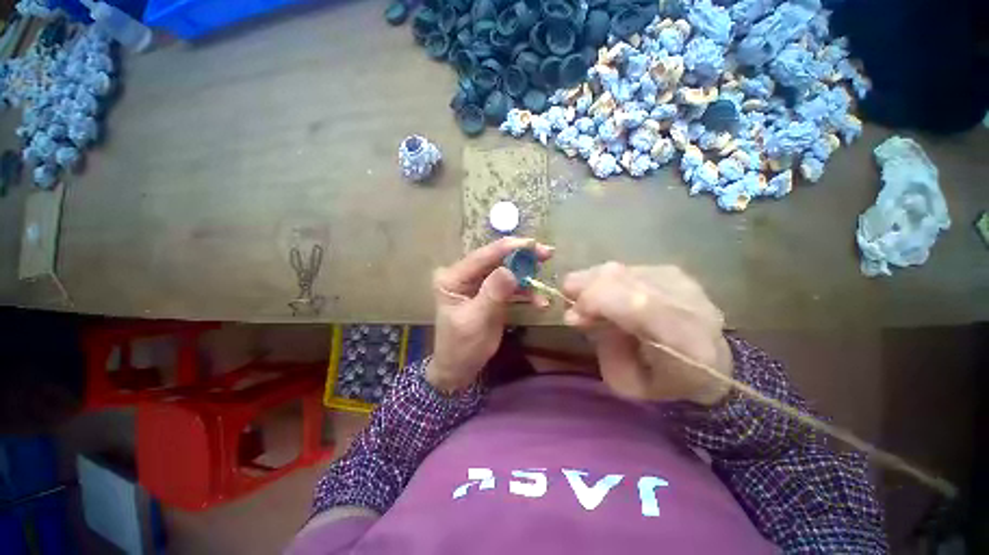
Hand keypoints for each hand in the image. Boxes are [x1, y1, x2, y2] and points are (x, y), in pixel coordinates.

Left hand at [428, 237, 553, 392]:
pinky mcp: (491, 294)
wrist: (460, 369)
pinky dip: (526, 292)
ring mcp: (479, 284)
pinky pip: (510, 287)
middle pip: (496, 260)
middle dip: (522, 258)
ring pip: (507, 272)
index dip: (508, 248)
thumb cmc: (461, 347)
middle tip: (546, 254)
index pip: (482, 256)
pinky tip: (540, 302)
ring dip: (527, 277)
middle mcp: (465, 275)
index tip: (533, 243)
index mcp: (453, 277)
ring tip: (545, 284)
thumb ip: (492, 294)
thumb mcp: (475, 321)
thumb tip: (510, 271)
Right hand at [562, 263, 732, 405]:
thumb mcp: (627, 383)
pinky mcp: (670, 270)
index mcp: (682, 337)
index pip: (633, 302)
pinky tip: (609, 299)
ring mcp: (677, 278)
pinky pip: (622, 270)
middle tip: (574, 310)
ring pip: (615, 269)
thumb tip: (576, 314)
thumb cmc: (668, 382)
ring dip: (591, 285)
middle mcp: (683, 298)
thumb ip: (601, 346)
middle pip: (616, 276)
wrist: (715, 363)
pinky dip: (606, 283)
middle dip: (582, 289)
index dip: (592, 302)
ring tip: (589, 305)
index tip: (572, 319)